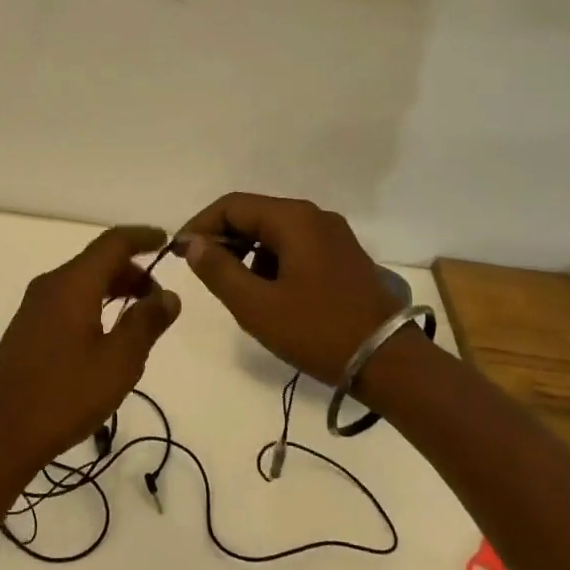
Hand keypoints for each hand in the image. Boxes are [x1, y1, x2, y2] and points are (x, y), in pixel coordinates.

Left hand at [0, 225, 180, 487]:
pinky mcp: (28, 327)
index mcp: (73, 283)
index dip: (142, 237)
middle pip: (97, 261)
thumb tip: (168, 296)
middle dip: (133, 271)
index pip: (113, 243)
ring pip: (82, 281)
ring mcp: (35, 305)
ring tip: (139, 319)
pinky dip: (95, 303)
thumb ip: (146, 323)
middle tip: (160, 300)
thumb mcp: (118, 362)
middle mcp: (51, 284)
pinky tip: (107, 334)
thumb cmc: (64, 394)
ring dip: (114, 289)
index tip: (168, 241)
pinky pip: (69, 299)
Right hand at [175, 193, 402, 384]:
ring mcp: (333, 235)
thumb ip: (218, 270)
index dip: (200, 225)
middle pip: (254, 215)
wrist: (391, 364)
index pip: (232, 206)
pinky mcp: (343, 257)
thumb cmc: (318, 331)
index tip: (179, 253)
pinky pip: (295, 246)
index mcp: (293, 219)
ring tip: (235, 288)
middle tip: (202, 272)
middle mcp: (314, 216)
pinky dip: (272, 261)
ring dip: (248, 252)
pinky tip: (268, 294)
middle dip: (223, 240)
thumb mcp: (256, 306)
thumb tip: (193, 244)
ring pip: (274, 232)